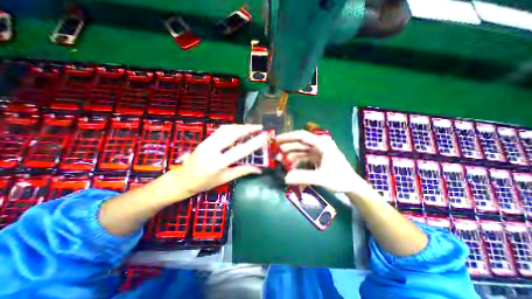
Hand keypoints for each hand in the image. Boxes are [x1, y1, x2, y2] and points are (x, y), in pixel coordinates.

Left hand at [162, 124, 268, 198]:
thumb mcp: (225, 179)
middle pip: (231, 134)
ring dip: (240, 126)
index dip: (253, 143)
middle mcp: (211, 150)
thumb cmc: (205, 182)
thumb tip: (259, 170)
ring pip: (225, 129)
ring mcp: (207, 142)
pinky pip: (220, 130)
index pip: (239, 151)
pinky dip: (232, 127)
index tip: (264, 136)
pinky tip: (239, 129)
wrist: (183, 179)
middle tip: (259, 127)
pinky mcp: (205, 139)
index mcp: (218, 163)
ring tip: (251, 127)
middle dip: (247, 128)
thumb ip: (242, 171)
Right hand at [277, 130, 363, 192]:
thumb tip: (285, 178)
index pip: (301, 136)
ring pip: (300, 150)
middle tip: (275, 154)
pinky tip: (290, 167)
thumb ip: (303, 177)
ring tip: (280, 162)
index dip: (288, 137)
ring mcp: (317, 151)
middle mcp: (318, 145)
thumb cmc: (340, 178)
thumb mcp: (322, 178)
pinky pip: (303, 157)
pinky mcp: (316, 158)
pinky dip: (296, 161)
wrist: (352, 185)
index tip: (276, 140)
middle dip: (286, 148)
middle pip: (299, 143)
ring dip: (290, 155)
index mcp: (321, 144)